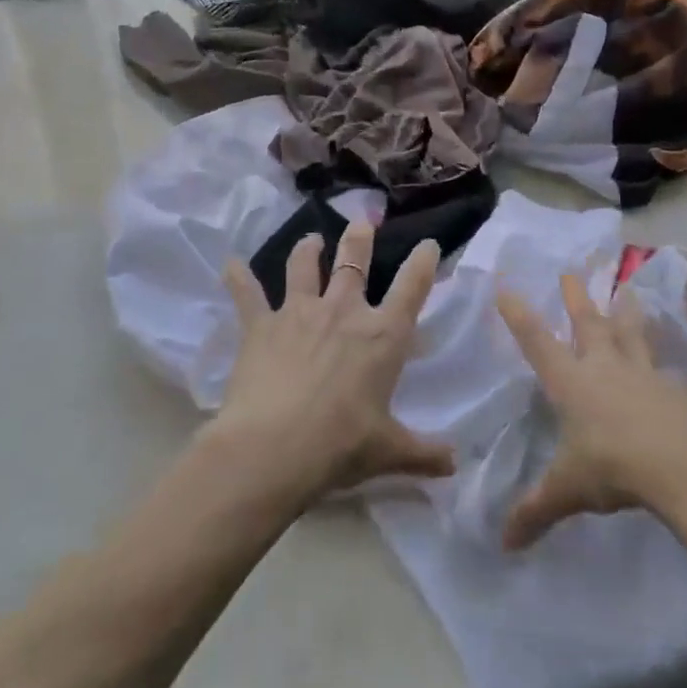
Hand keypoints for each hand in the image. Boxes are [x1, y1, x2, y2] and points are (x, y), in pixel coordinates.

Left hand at [210, 223, 454, 508]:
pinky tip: (231, 264)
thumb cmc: (339, 445)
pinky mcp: (261, 325)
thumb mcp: (388, 451)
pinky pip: (247, 294)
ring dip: (308, 249)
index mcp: (382, 335)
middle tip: (361, 222)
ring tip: (311, 239)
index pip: (412, 287)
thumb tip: (455, 465)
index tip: (429, 244)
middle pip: (355, 260)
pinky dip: (238, 278)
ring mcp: (299, 312)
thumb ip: (423, 453)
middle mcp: (344, 311)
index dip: (423, 262)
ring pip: (304, 266)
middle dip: (360, 238)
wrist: (272, 449)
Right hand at [496, 275, 686, 549]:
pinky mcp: (674, 390)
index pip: (537, 341)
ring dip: (626, 312)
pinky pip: (664, 369)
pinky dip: (662, 363)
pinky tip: (669, 367)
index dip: (519, 315)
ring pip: (631, 334)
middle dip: (576, 298)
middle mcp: (605, 367)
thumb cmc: (614, 468)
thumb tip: (504, 543)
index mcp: (572, 382)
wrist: (682, 466)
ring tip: (628, 290)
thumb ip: (536, 510)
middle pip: (588, 323)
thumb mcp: (569, 490)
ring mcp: (643, 374)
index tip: (506, 286)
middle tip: (571, 272)